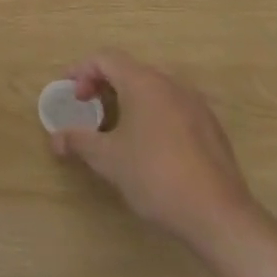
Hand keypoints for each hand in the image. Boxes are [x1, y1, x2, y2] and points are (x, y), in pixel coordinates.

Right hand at [49, 51, 257, 251]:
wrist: (220, 217)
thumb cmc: (155, 177)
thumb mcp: (107, 159)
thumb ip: (78, 141)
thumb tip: (56, 139)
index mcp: (144, 83)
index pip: (105, 59)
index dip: (81, 71)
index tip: (70, 95)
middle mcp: (172, 85)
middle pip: (130, 70)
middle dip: (103, 84)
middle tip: (88, 108)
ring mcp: (197, 106)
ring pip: (154, 89)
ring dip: (129, 99)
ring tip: (115, 127)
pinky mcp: (212, 129)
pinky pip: (173, 107)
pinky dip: (152, 114)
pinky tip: (148, 145)